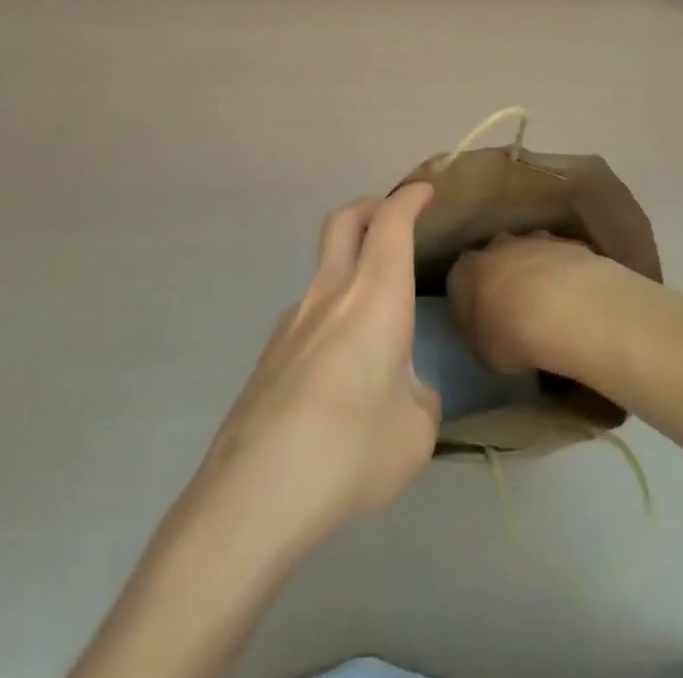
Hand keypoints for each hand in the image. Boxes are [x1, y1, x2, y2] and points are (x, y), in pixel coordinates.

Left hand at [195, 182, 440, 556]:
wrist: (257, 490)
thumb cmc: (351, 450)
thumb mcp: (415, 432)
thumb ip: (418, 398)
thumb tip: (404, 391)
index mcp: (374, 296)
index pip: (391, 222)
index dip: (409, 199)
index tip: (425, 192)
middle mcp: (331, 292)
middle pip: (345, 220)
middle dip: (371, 207)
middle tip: (393, 219)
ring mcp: (293, 319)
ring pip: (324, 267)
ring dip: (350, 267)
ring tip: (375, 323)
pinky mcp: (270, 352)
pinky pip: (309, 314)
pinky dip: (332, 316)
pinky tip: (340, 374)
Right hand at [447, 231, 620, 376]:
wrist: (560, 308)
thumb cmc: (509, 336)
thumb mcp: (484, 354)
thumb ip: (482, 338)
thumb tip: (491, 334)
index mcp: (464, 273)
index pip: (461, 283)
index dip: (474, 303)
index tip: (486, 324)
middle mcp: (493, 247)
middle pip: (495, 261)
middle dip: (504, 281)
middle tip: (518, 314)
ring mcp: (531, 241)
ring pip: (529, 255)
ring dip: (536, 276)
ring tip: (552, 311)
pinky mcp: (565, 243)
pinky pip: (560, 261)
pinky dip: (564, 278)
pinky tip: (575, 303)